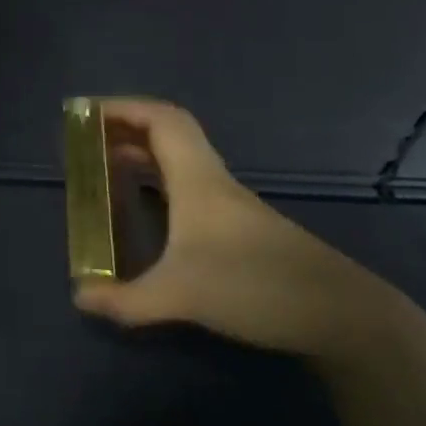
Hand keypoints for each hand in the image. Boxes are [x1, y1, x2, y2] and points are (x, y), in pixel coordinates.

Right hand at [73, 99, 403, 361]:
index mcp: (198, 181)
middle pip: (169, 136)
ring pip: (180, 163)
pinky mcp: (241, 231)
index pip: (162, 121)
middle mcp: (214, 184)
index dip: (123, 108)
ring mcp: (231, 208)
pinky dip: (158, 185)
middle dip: (125, 131)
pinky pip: (188, 189)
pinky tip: (145, 210)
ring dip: (142, 157)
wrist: (345, 317)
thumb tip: (79, 297)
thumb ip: (124, 300)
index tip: (85, 114)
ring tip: (106, 170)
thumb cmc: (256, 287)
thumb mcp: (179, 296)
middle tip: (86, 143)